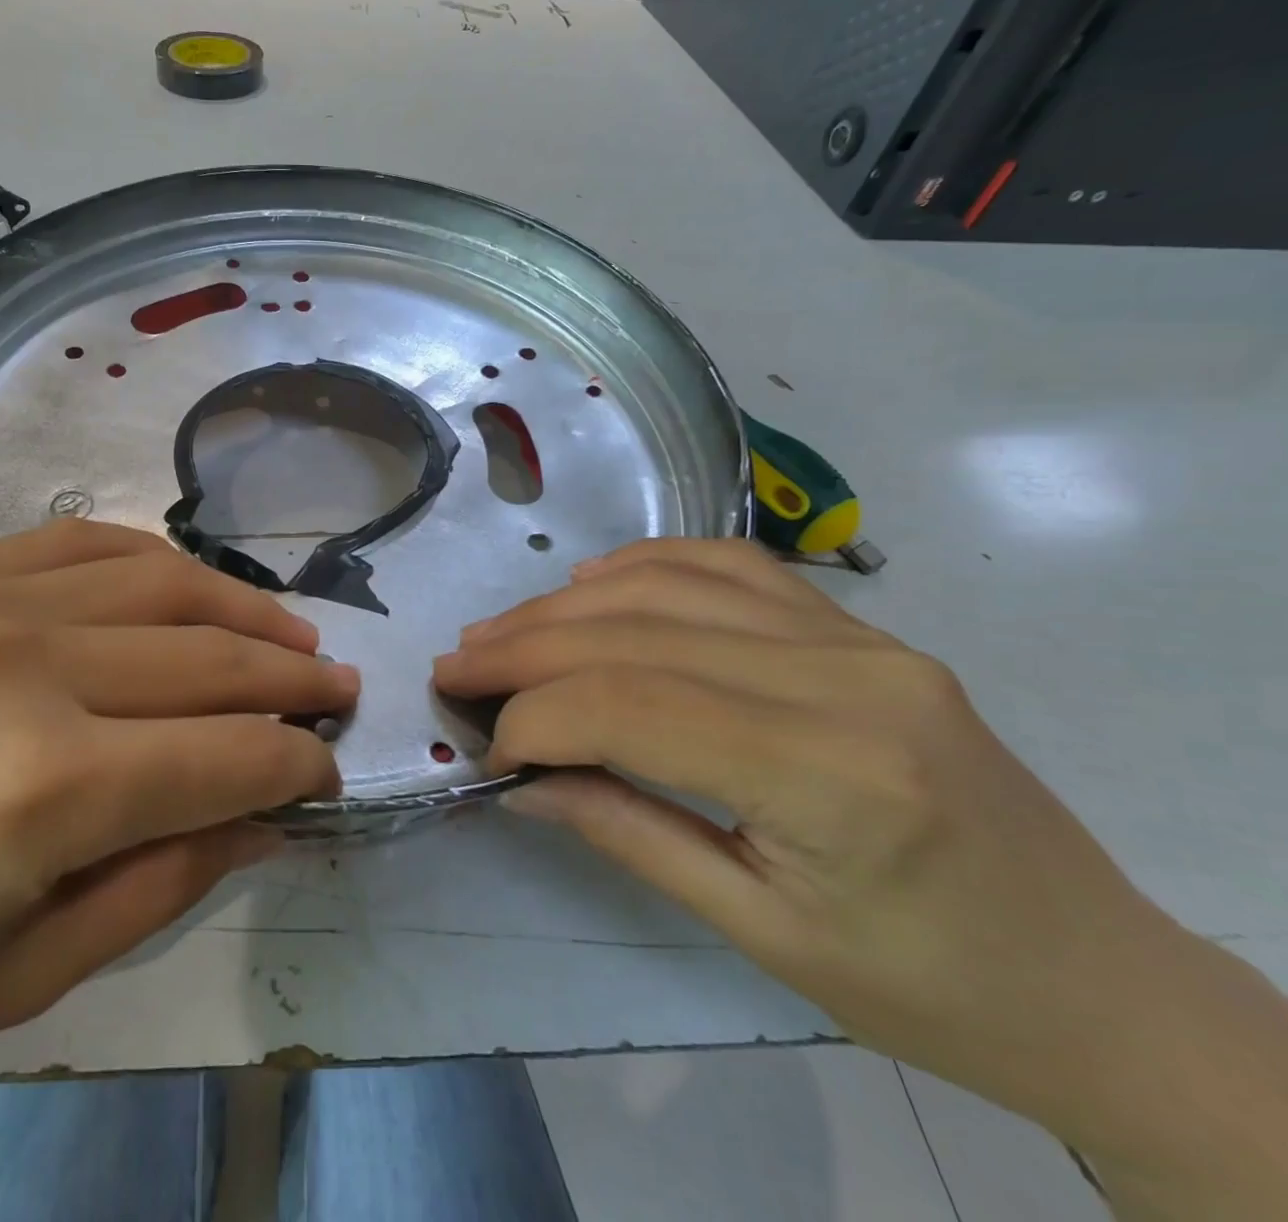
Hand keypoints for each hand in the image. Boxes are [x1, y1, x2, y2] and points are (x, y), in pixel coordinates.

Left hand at [0, 521, 350, 1220]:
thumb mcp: (23, 978)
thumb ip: (169, 878)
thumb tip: (268, 817)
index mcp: (41, 790)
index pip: (227, 756)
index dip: (296, 765)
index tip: (331, 771)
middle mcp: (22, 667)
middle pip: (208, 660)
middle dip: (293, 681)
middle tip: (340, 691)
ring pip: (162, 582)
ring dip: (243, 612)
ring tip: (293, 636)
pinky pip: (84, 544)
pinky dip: (157, 562)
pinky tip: (192, 588)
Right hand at [435, 539, 1287, 1220]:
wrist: (1098, 979)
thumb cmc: (932, 989)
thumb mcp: (764, 934)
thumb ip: (629, 832)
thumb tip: (522, 779)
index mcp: (833, 774)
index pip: (633, 704)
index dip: (536, 715)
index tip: (484, 745)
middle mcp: (847, 677)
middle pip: (638, 633)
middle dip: (527, 648)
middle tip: (457, 666)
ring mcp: (860, 637)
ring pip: (671, 587)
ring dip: (567, 605)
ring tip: (500, 630)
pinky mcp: (861, 627)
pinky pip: (729, 566)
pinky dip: (645, 566)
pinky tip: (591, 584)